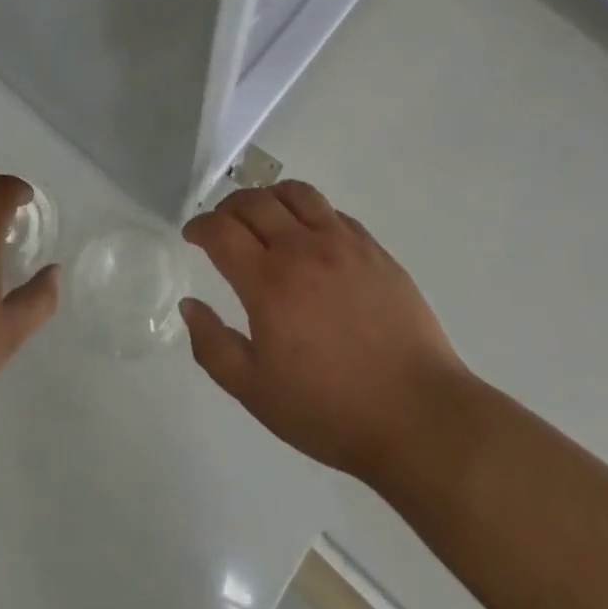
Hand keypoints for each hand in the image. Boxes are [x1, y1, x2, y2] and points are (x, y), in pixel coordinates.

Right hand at [180, 180, 470, 484]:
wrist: (417, 415)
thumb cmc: (330, 411)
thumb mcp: (257, 394)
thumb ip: (214, 347)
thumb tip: (190, 304)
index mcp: (269, 282)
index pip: (221, 231)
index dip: (199, 226)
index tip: (192, 235)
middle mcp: (302, 248)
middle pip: (254, 202)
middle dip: (228, 207)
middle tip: (221, 225)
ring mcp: (342, 242)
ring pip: (295, 193)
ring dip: (269, 196)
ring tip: (263, 214)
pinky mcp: (373, 248)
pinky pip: (331, 211)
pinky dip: (308, 211)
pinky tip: (309, 234)